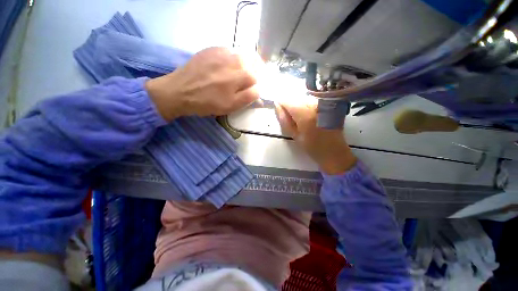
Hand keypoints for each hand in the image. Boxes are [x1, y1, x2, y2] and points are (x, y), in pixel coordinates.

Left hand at [145, 47, 261, 120]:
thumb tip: (258, 91)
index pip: (256, 79)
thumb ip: (247, 98)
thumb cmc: (207, 102)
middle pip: (251, 64)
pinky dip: (231, 59)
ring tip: (236, 76)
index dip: (255, 86)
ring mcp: (221, 52)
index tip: (249, 92)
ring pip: (241, 56)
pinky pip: (228, 51)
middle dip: (251, 74)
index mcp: (239, 76)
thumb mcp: (230, 106)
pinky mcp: (211, 50)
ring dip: (243, 65)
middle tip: (244, 84)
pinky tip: (225, 68)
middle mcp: (233, 60)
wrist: (179, 91)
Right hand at [275, 97, 356, 174]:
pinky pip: (312, 101)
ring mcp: (322, 104)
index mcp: (305, 114)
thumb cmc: (313, 147)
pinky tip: (310, 117)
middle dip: (291, 107)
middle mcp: (314, 105)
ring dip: (299, 106)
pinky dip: (307, 107)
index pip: (288, 101)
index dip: (282, 105)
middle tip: (293, 121)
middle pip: (296, 98)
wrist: (334, 151)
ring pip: (304, 99)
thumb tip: (277, 106)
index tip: (281, 113)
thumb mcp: (295, 135)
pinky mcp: (328, 105)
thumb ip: (285, 120)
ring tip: (303, 120)